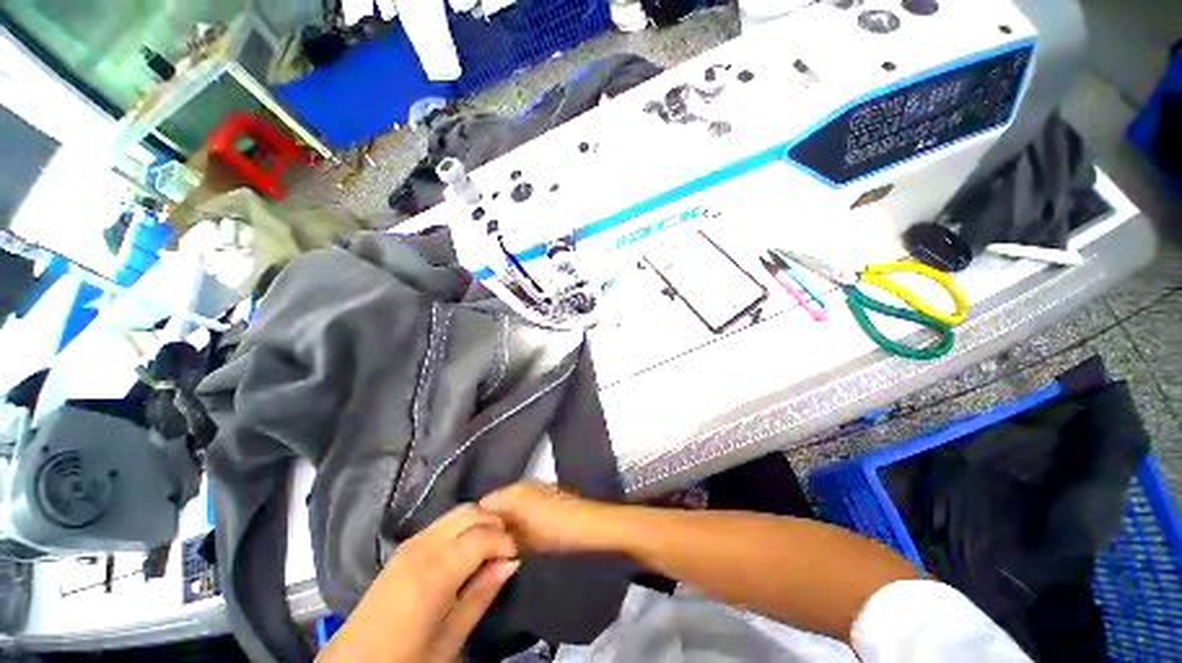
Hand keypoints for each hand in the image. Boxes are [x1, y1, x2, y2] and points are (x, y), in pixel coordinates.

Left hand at [318, 505, 519, 662]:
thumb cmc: (406, 658)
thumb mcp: (450, 638)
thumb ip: (481, 595)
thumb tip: (512, 563)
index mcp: (436, 569)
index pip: (484, 535)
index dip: (506, 541)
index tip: (516, 557)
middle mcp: (424, 545)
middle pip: (471, 511)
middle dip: (494, 523)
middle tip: (505, 549)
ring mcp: (412, 542)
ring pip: (457, 512)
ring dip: (479, 521)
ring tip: (489, 548)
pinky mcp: (405, 546)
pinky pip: (442, 523)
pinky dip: (462, 526)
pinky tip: (466, 549)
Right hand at [479, 482, 611, 554]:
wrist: (589, 524)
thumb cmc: (555, 533)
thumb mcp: (523, 542)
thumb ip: (502, 538)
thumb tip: (488, 542)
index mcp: (511, 493)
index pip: (482, 506)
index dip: (478, 526)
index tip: (476, 546)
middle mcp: (520, 485)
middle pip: (496, 503)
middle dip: (492, 523)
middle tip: (491, 547)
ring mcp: (535, 486)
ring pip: (511, 503)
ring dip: (507, 520)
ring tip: (506, 543)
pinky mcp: (546, 491)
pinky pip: (524, 502)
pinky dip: (520, 516)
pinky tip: (524, 532)